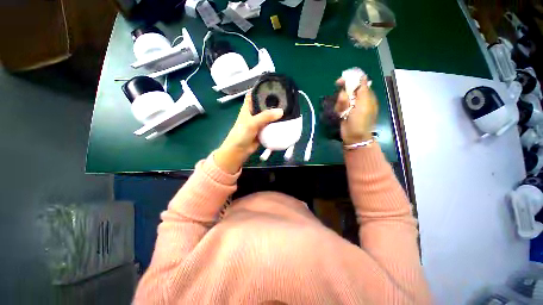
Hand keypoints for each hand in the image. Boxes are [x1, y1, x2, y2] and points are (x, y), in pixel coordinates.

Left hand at [214, 92, 283, 173]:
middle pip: (265, 104)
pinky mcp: (264, 130)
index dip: (262, 89)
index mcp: (248, 107)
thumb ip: (265, 116)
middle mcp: (254, 113)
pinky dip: (277, 124)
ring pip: (269, 115)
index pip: (255, 94)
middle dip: (274, 102)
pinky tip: (286, 121)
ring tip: (289, 109)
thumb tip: (281, 111)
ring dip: (277, 114)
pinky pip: (271, 125)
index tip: (274, 86)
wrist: (239, 150)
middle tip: (286, 98)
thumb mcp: (252, 123)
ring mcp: (259, 122)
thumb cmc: (241, 134)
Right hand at [335, 76, 377, 144]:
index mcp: (366, 96)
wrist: (354, 137)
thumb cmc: (361, 121)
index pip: (358, 83)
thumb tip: (362, 76)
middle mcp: (358, 100)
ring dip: (340, 105)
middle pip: (347, 90)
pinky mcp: (343, 112)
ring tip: (343, 112)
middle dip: (343, 97)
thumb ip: (363, 90)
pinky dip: (338, 110)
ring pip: (341, 99)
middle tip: (343, 104)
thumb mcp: (364, 105)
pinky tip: (340, 115)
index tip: (339, 82)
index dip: (349, 81)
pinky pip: (338, 106)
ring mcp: (350, 106)